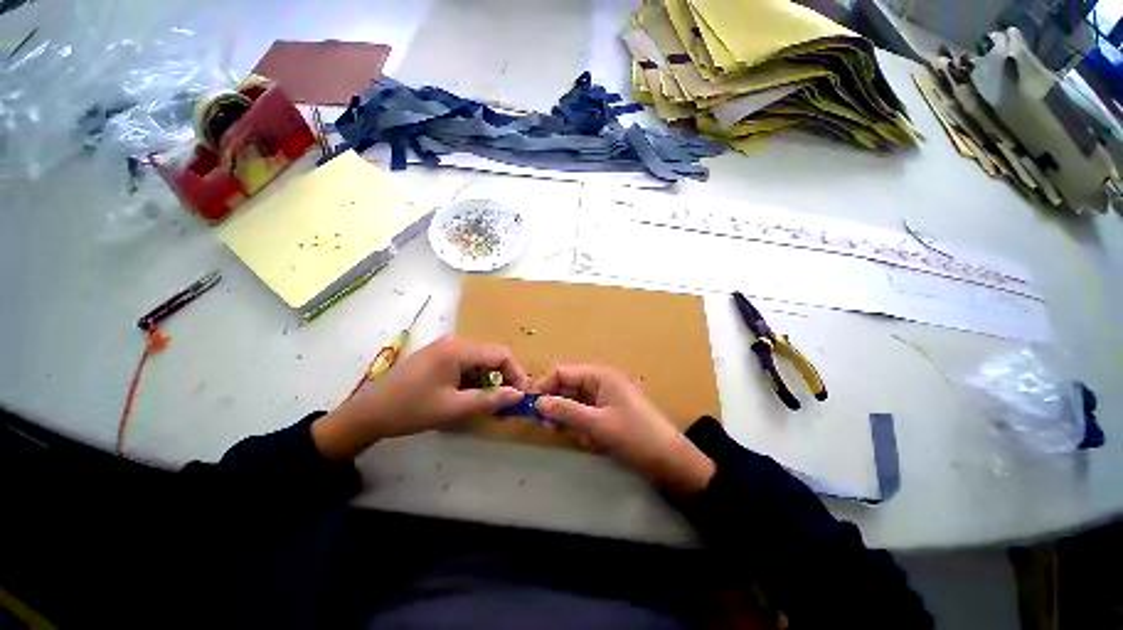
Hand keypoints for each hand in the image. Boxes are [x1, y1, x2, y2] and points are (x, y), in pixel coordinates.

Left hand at [313, 336, 528, 459]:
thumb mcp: (454, 408)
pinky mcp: (439, 358)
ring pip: (480, 362)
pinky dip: (474, 381)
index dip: (517, 373)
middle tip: (507, 402)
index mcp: (458, 349)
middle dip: (503, 378)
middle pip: (491, 356)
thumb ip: (490, 400)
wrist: (368, 414)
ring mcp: (445, 349)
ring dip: (488, 381)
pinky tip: (469, 397)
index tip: (522, 395)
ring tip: (489, 403)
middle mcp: (455, 343)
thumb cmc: (411, 409)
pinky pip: (466, 366)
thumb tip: (519, 395)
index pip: (501, 354)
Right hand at [534, 365, 714, 493]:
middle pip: (567, 388)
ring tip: (581, 439)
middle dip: (558, 408)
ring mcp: (605, 398)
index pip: (562, 373)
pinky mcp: (609, 414)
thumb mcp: (597, 424)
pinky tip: (592, 443)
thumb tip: (537, 402)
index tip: (532, 409)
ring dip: (572, 421)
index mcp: (600, 375)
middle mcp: (601, 382)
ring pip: (575, 404)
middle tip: (550, 429)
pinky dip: (584, 429)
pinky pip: (586, 416)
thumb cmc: (635, 436)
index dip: (545, 387)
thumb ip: (565, 411)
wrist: (671, 462)